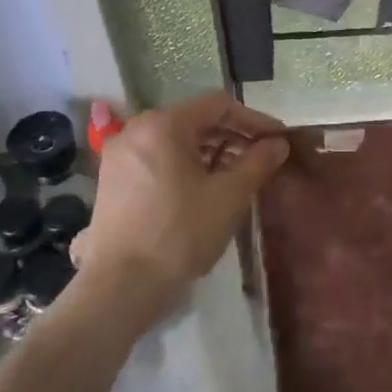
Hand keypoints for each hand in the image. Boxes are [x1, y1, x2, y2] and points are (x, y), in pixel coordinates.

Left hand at [73, 92, 288, 332]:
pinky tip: (204, 189)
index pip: (219, 105)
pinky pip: (158, 158)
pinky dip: (186, 166)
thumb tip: (278, 144)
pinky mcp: (113, 180)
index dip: (254, 120)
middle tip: (262, 159)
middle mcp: (136, 129)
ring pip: (176, 140)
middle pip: (195, 120)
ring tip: (237, 176)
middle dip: (233, 136)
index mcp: (163, 124)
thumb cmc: (180, 233)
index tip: (278, 140)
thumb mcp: (229, 196)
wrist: (121, 286)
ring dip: (211, 152)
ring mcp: (120, 155)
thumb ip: (258, 162)